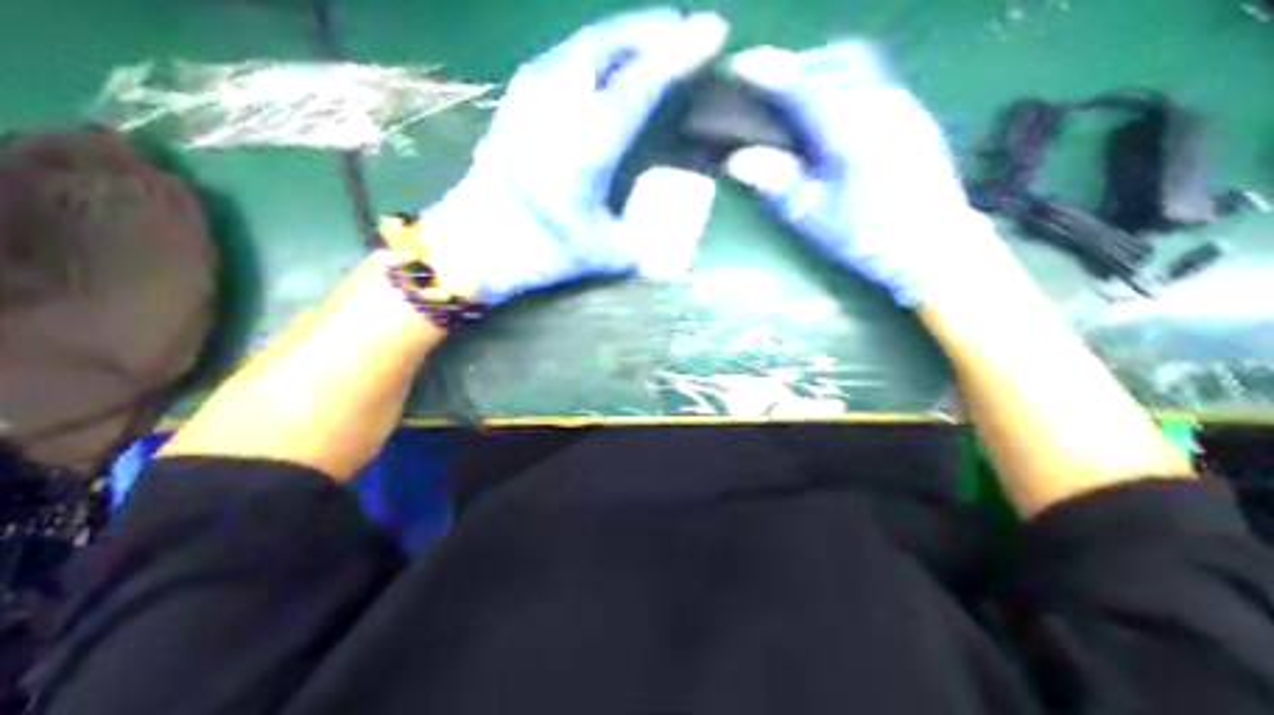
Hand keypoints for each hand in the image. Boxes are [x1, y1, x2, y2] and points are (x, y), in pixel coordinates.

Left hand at [413, 9, 720, 304]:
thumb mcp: (603, 256)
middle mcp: (555, 107)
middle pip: (609, 45)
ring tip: (652, 36)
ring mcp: (529, 97)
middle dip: (652, 30)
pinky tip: (606, 60)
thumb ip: (645, 243)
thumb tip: (676, 243)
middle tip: (684, 26)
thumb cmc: (536, 253)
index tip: (712, 29)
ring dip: (622, 35)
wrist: (467, 247)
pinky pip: (562, 56)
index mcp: (585, 145)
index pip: (640, 83)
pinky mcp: (514, 101)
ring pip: (582, 45)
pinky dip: (594, 49)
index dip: (680, 54)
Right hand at [721, 42, 999, 304]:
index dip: (767, 69)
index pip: (801, 83)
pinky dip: (848, 83)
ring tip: (802, 98)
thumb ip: (777, 182)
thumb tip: (737, 160)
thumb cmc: (871, 236)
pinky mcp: (916, 116)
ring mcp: (902, 106)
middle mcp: (878, 104)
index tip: (739, 65)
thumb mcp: (815, 216)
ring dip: (825, 69)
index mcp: (847, 128)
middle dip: (798, 64)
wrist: (938, 248)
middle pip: (833, 58)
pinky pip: (876, 80)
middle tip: (771, 85)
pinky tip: (839, 115)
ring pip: (860, 63)